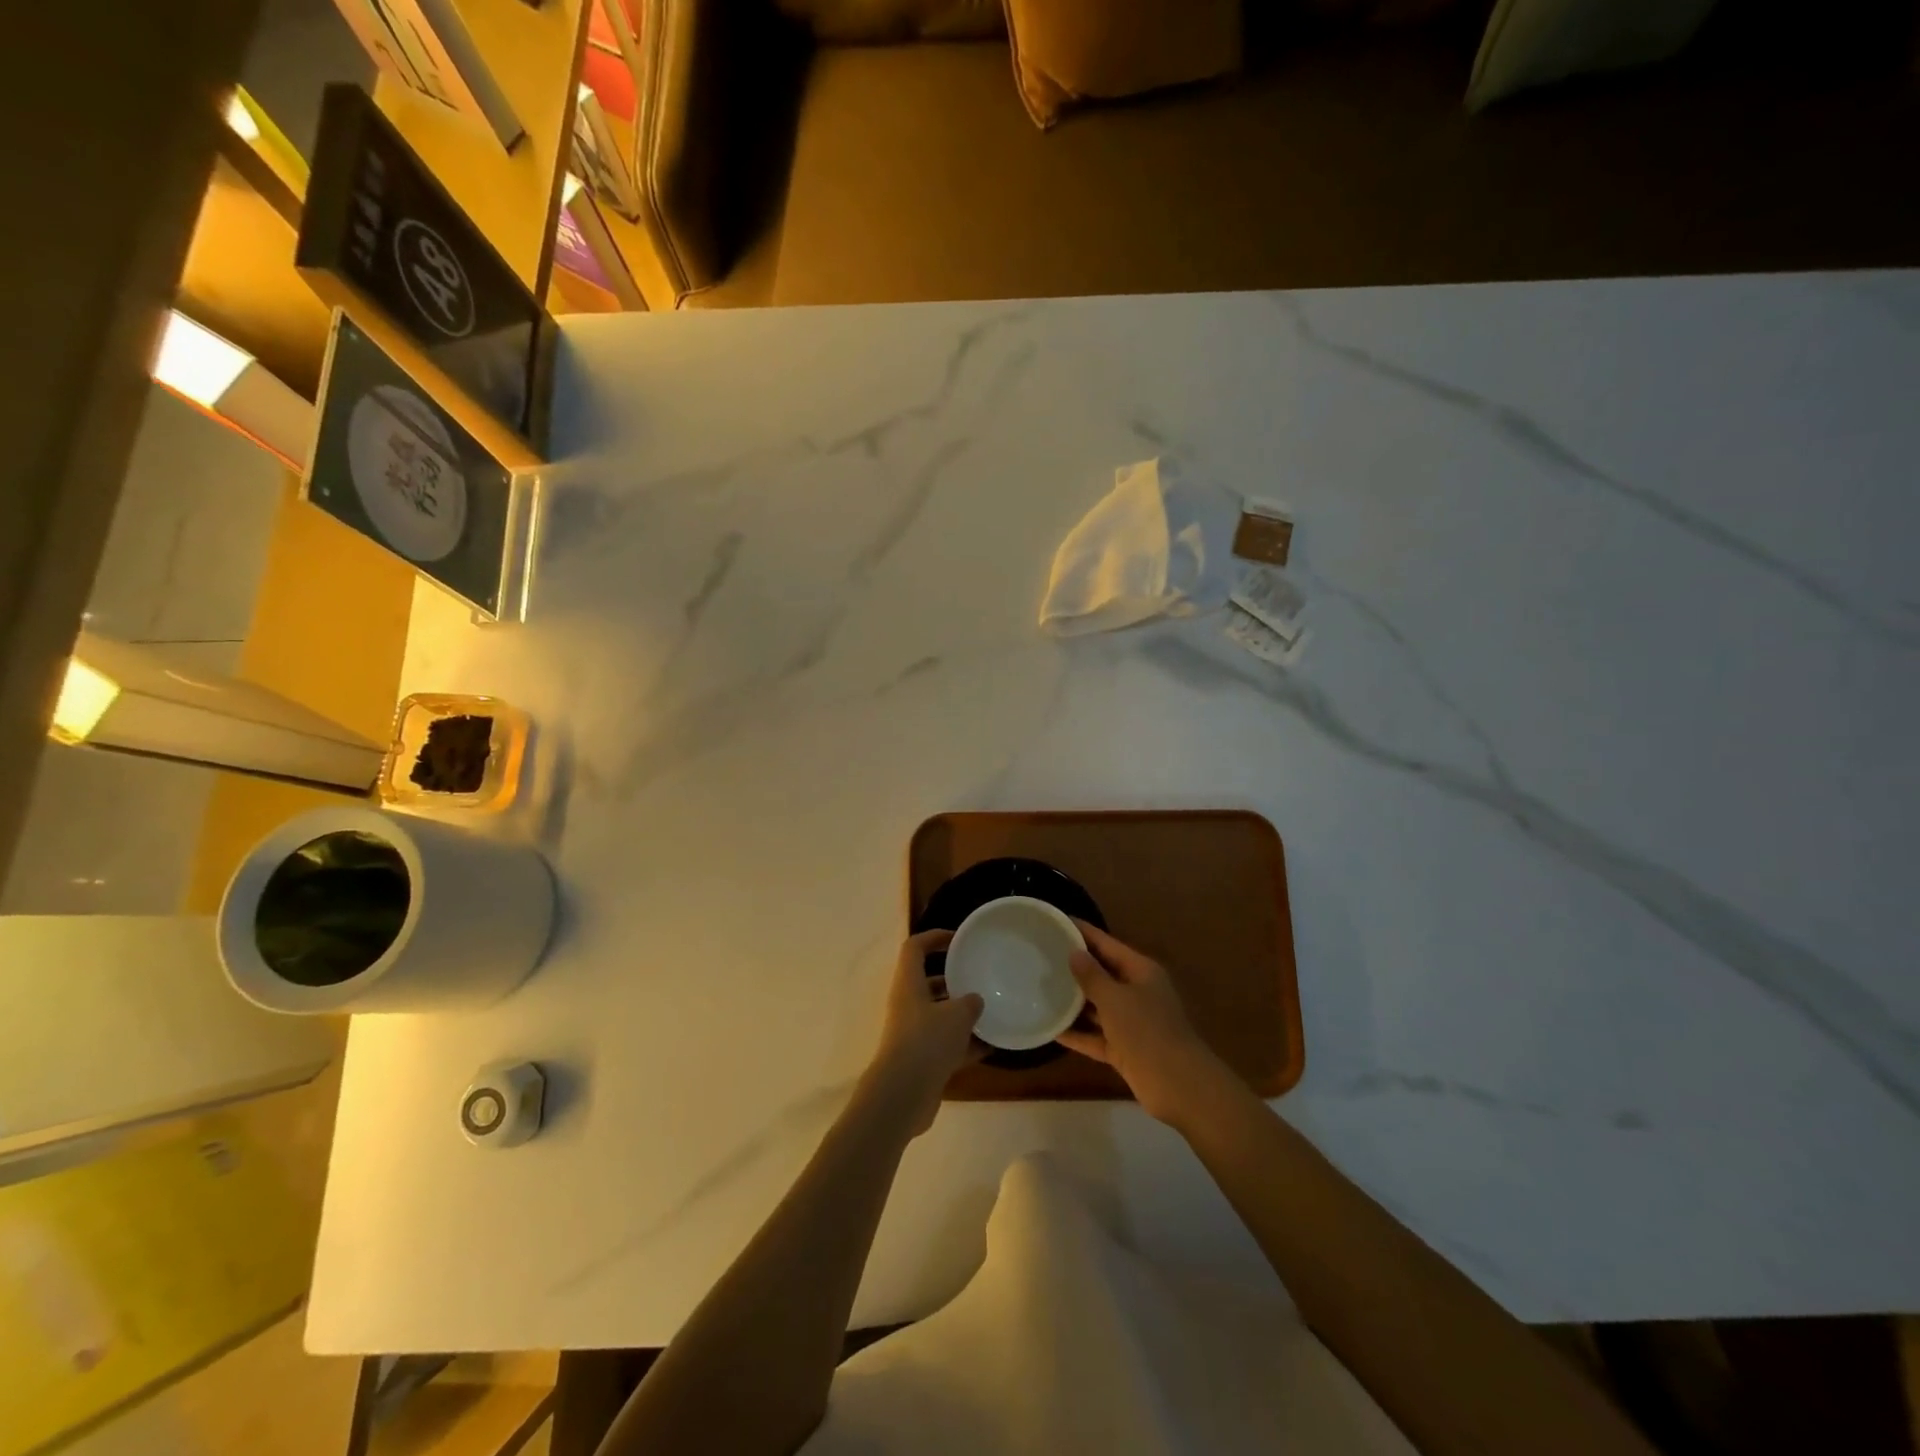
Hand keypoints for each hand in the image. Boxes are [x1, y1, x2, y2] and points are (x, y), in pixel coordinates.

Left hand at [865, 930, 983, 1135]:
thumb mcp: (956, 1015)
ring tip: (993, 1010)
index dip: (934, 937)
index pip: (915, 948)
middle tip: (981, 976)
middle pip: (929, 982)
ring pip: (939, 1014)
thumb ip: (970, 1003)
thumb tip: (976, 1000)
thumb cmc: (927, 1042)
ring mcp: (913, 1034)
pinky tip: (993, 1045)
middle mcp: (908, 1005)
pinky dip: (967, 1043)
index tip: (958, 938)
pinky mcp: (921, 1060)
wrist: (903, 1095)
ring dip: (962, 1013)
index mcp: (909, 984)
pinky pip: (947, 1044)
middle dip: (954, 978)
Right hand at [1057, 921, 1233, 1124]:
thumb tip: (1075, 953)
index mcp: (1141, 971)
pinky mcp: (1124, 1049)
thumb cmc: (1147, 1031)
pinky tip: (1051, 1029)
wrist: (1178, 1085)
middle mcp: (1137, 992)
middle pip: (1102, 973)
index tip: (1057, 921)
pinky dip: (1078, 1034)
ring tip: (1041, 988)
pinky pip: (1096, 1036)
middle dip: (1075, 966)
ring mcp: (1131, 1022)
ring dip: (1074, 1001)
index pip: (1107, 944)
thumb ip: (1092, 976)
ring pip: (1098, 1006)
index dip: (1083, 932)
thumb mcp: (1115, 999)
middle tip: (1042, 955)